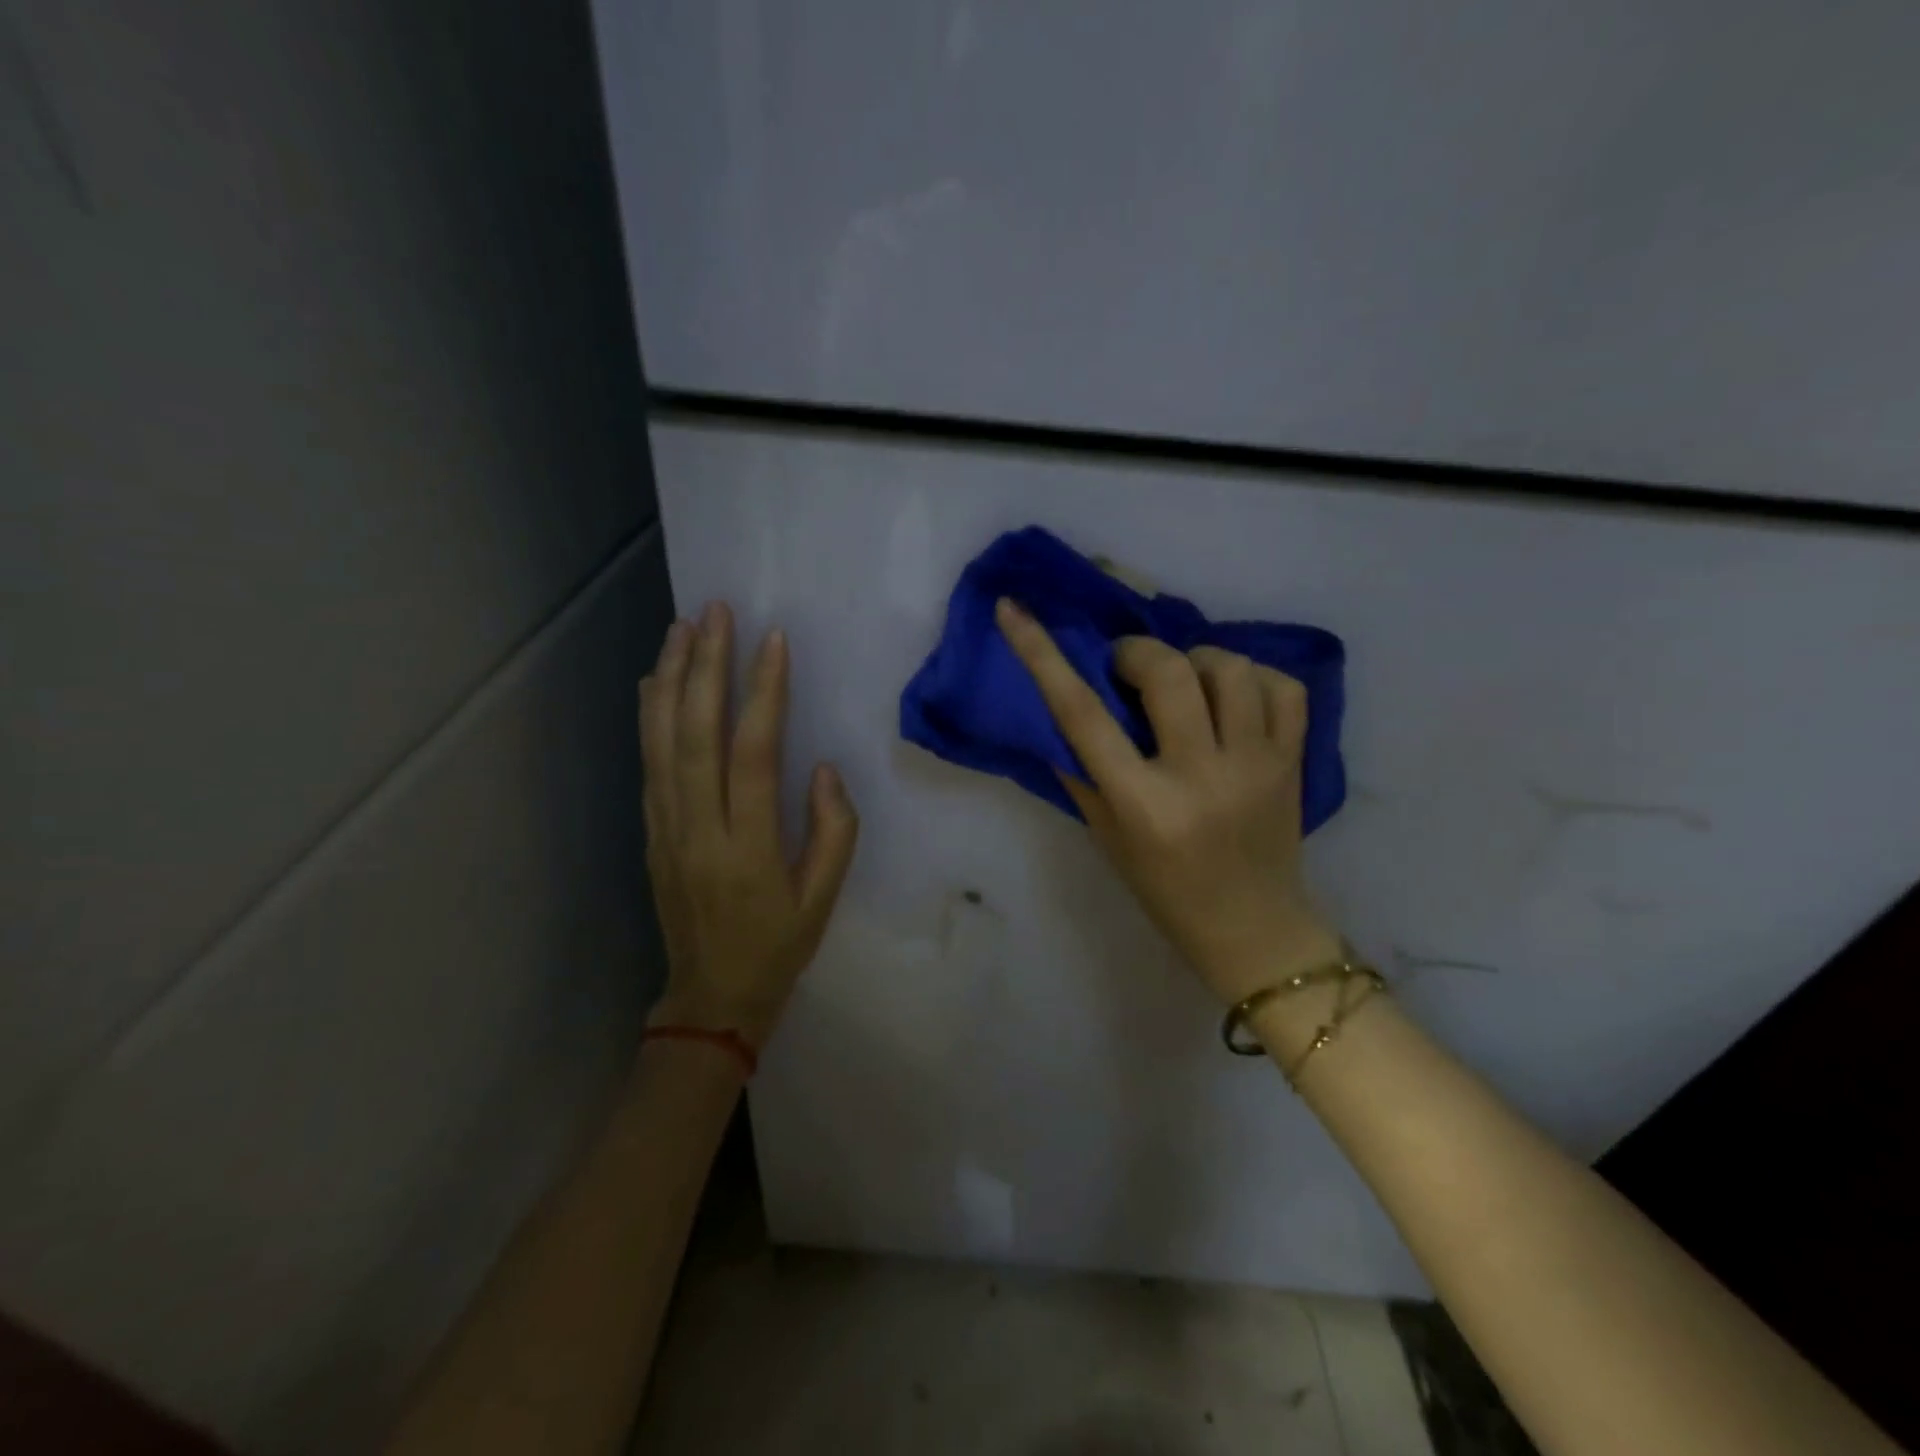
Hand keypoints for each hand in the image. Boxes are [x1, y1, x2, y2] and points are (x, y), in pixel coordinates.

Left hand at [639, 603, 858, 1045]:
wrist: (711, 996)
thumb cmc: (779, 945)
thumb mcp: (824, 898)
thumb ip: (833, 830)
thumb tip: (822, 768)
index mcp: (748, 847)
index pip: (753, 755)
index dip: (763, 694)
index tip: (773, 641)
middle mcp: (698, 829)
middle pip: (695, 735)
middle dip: (705, 668)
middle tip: (714, 613)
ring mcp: (666, 829)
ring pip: (662, 743)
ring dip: (670, 680)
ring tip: (682, 628)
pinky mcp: (651, 833)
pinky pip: (648, 765)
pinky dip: (649, 718)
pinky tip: (656, 682)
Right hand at [996, 598, 1340, 1006]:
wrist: (1252, 928)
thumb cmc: (1164, 890)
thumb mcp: (1107, 836)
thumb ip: (1081, 770)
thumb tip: (1057, 707)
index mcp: (1142, 804)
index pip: (1081, 714)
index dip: (1041, 653)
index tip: (1015, 609)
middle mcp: (1200, 776)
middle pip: (1167, 671)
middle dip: (1137, 652)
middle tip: (1127, 666)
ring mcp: (1256, 765)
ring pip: (1230, 668)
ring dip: (1196, 659)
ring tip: (1186, 680)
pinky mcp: (1294, 761)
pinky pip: (1284, 688)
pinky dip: (1254, 676)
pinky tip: (1234, 694)